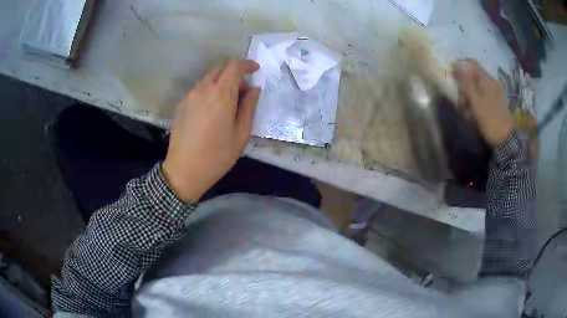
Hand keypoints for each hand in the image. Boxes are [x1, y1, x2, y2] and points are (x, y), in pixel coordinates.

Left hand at [162, 59, 260, 202]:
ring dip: (221, 81)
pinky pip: (199, 88)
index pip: (234, 66)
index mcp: (221, 94)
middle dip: (234, 72)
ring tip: (228, 102)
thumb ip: (249, 107)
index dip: (247, 64)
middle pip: (220, 67)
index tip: (255, 70)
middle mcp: (203, 89)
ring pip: (209, 77)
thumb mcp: (241, 134)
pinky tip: (212, 109)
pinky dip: (210, 89)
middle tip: (243, 90)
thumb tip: (254, 89)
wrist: (184, 171)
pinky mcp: (181, 104)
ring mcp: (189, 95)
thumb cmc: (217, 156)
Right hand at [453, 59, 513, 146]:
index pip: (471, 63)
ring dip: (469, 95)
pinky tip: (474, 112)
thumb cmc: (489, 120)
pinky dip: (476, 101)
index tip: (453, 78)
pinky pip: (482, 95)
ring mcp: (495, 91)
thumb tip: (456, 62)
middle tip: (461, 100)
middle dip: (465, 84)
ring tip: (467, 110)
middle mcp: (491, 81)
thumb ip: (466, 81)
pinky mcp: (496, 101)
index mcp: (487, 79)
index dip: (460, 67)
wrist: (505, 140)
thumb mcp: (476, 101)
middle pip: (473, 75)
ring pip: (477, 86)